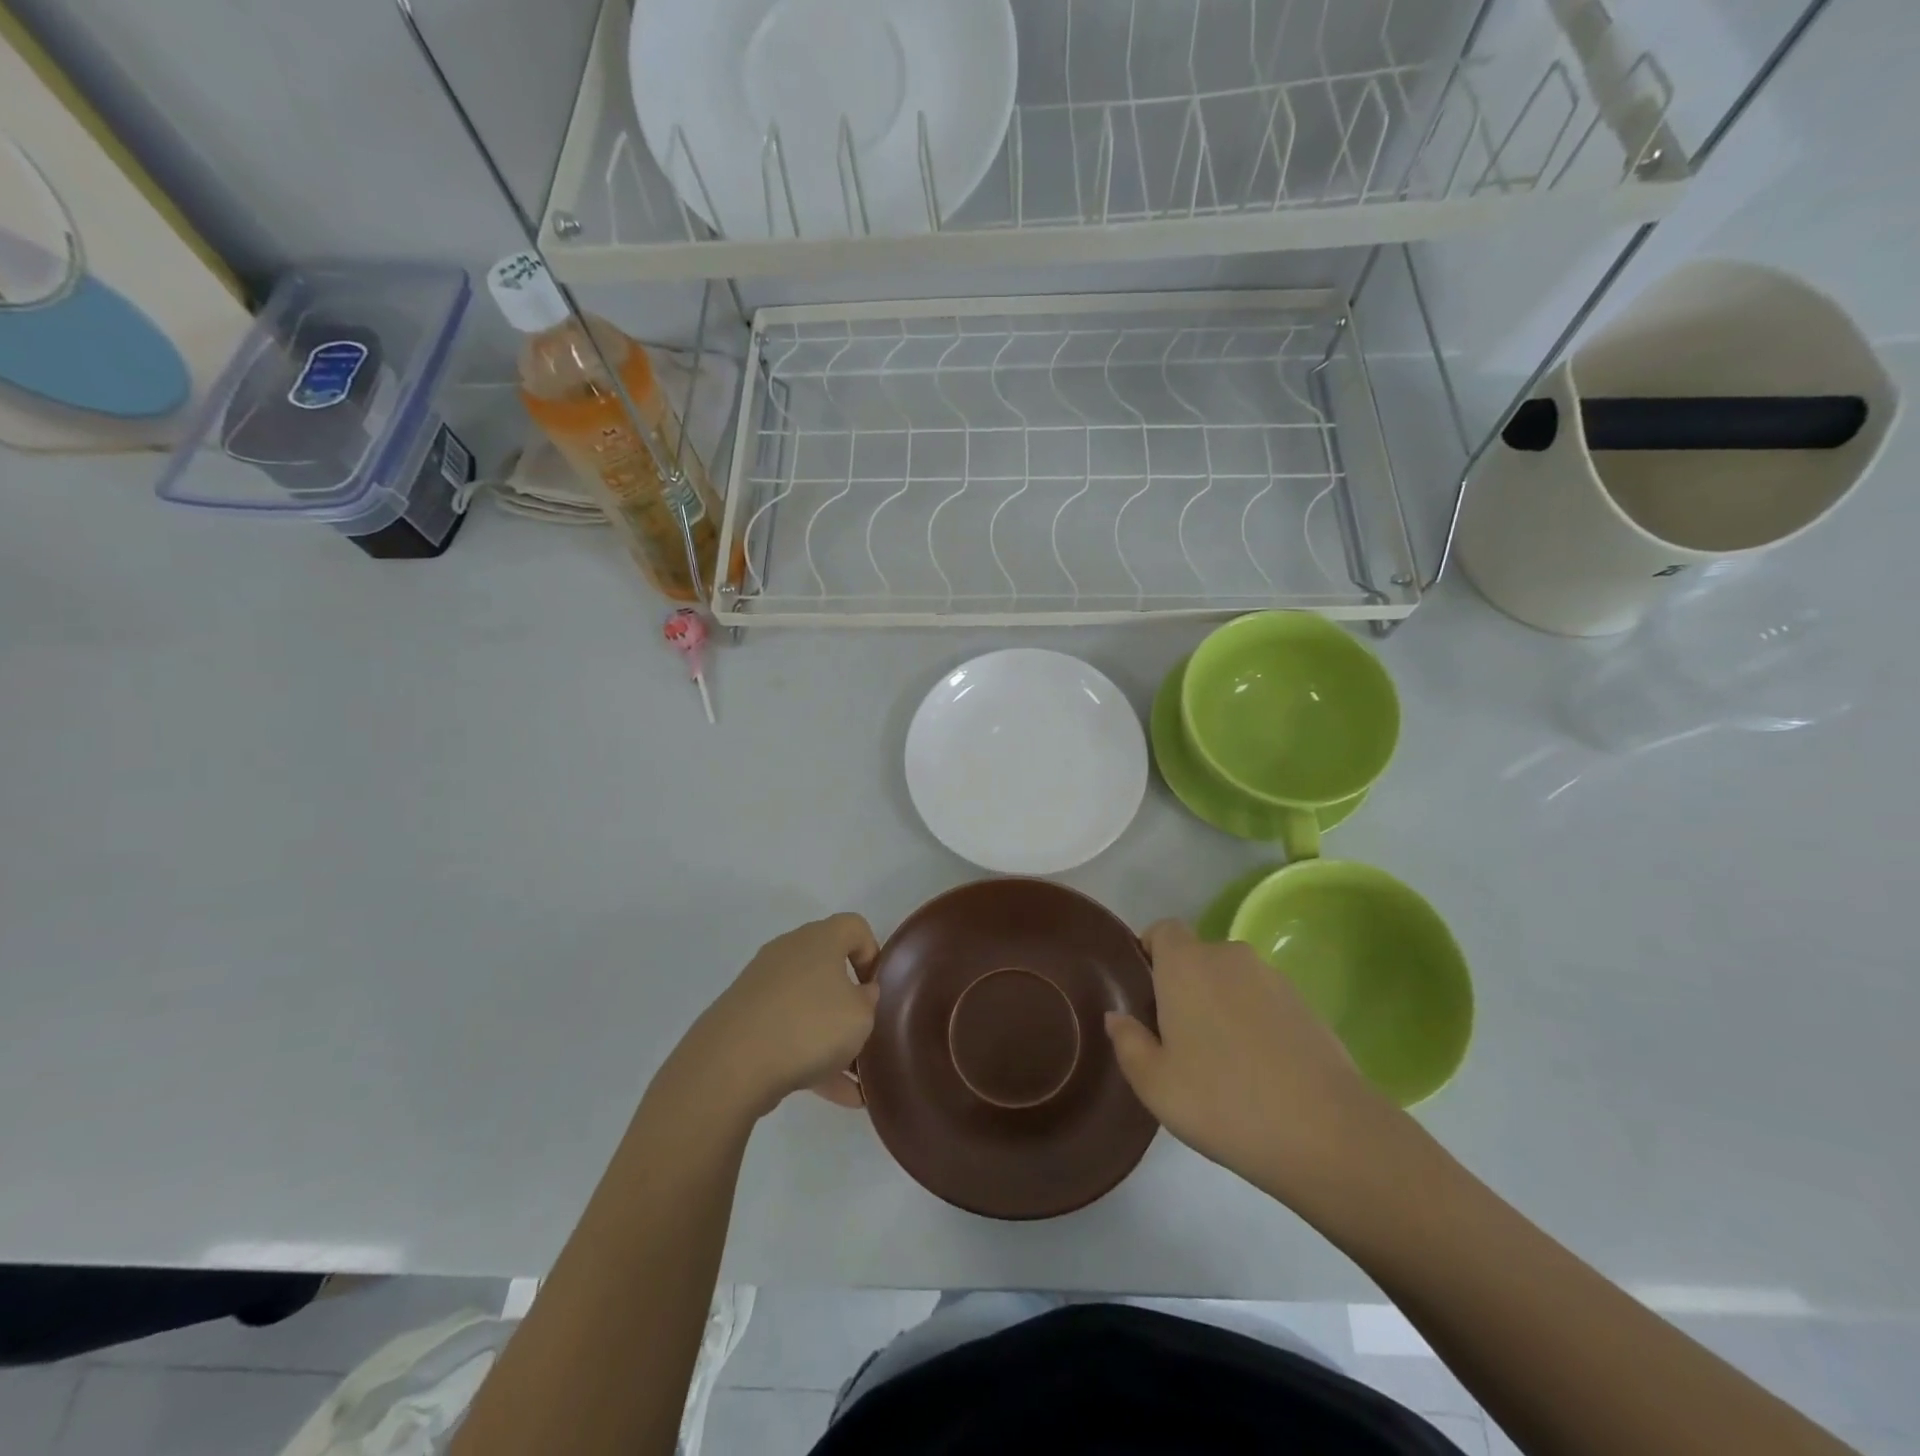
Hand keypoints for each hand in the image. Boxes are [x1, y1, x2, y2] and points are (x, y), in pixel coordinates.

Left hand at [681, 914, 880, 1118]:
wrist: (730, 1063)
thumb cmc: (808, 1026)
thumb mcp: (860, 1016)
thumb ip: (868, 1001)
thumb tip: (859, 994)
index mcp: (820, 939)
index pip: (854, 927)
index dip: (872, 953)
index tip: (876, 988)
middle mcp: (789, 952)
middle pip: (828, 967)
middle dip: (849, 1001)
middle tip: (864, 1031)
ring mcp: (762, 985)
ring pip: (807, 1005)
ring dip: (830, 1037)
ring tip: (854, 1080)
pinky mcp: (743, 1018)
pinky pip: (786, 1031)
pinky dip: (808, 1056)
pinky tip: (834, 1095)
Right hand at [1105, 920, 1400, 1205]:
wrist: (1328, 1133)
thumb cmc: (1224, 1101)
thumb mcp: (1155, 1084)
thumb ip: (1127, 1042)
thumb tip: (1117, 1017)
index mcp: (1186, 964)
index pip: (1163, 929)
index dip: (1151, 952)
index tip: (1146, 994)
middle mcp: (1229, 957)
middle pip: (1196, 957)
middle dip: (1184, 986)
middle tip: (1178, 1038)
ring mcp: (1273, 978)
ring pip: (1231, 981)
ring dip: (1220, 1005)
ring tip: (1222, 1061)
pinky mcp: (1306, 1004)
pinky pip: (1263, 1001)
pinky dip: (1254, 1022)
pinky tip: (1259, 1071)